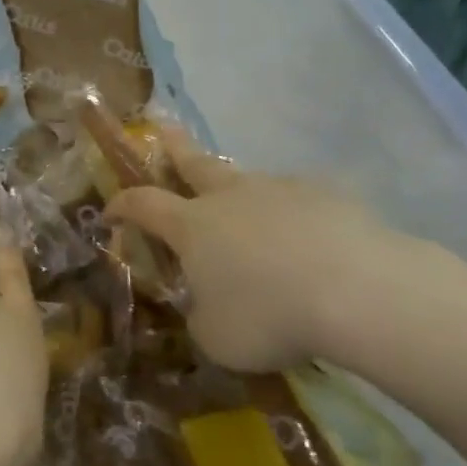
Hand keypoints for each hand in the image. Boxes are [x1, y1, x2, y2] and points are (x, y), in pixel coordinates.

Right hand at [105, 126, 431, 372]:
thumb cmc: (269, 315)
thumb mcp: (217, 338)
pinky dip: (292, 215)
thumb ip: (200, 318)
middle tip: (163, 128)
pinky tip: (309, 240)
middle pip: (193, 161)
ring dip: (239, 191)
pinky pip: (298, 200)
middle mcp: (229, 196)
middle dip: (173, 146)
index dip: (121, 205)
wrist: (357, 290)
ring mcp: (279, 189)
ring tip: (249, 214)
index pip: (142, 204)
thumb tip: (205, 309)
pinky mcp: (325, 195)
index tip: (109, 212)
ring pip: (248, 181)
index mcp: (192, 225)